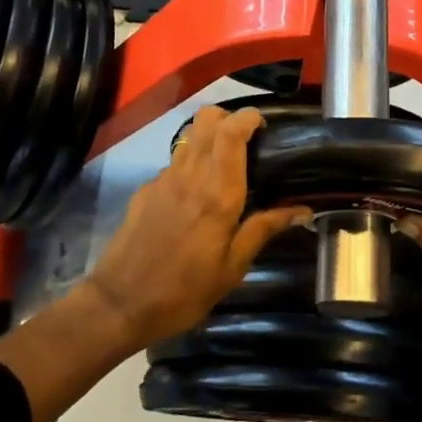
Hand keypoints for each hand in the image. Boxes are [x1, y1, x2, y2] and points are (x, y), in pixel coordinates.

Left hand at [86, 106, 311, 347]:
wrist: (120, 304)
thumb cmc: (185, 291)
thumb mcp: (232, 268)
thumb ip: (263, 229)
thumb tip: (302, 209)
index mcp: (218, 193)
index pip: (231, 132)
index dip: (248, 117)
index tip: (263, 125)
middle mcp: (190, 175)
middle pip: (207, 119)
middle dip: (229, 118)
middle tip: (247, 140)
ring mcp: (163, 179)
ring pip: (189, 137)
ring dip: (209, 137)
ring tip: (224, 165)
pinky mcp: (146, 190)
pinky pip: (174, 163)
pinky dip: (190, 165)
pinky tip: (194, 195)